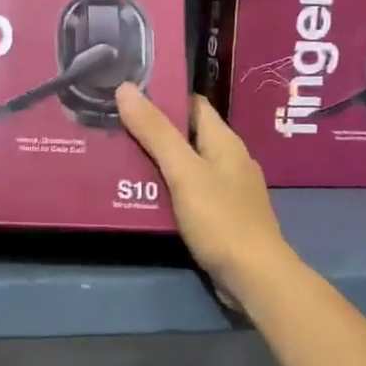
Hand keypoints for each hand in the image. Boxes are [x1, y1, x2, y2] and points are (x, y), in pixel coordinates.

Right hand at [116, 84, 298, 312]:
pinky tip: (139, 196)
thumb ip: (156, 132)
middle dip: (151, 131)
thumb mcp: (183, 172)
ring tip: (115, 158)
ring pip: (184, 166)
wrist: (254, 278)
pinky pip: (186, 193)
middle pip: (185, 136)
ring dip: (154, 162)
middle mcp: (228, 160)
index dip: (162, 96)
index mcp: (224, 142)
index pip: (192, 105)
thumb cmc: (221, 219)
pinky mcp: (219, 217)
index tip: (126, 93)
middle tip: (110, 126)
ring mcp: (226, 190)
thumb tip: (126, 87)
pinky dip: (163, 190)